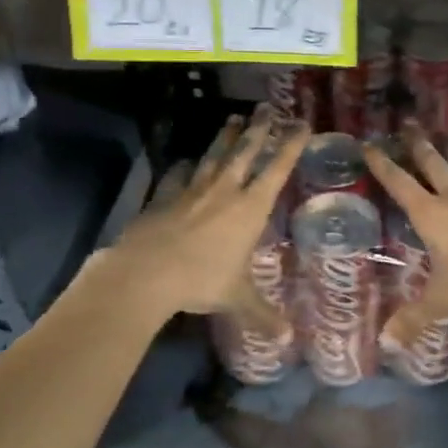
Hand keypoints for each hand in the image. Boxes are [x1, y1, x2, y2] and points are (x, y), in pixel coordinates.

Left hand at [109, 108, 305, 329]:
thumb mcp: (237, 299)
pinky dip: (186, 166)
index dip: (290, 145)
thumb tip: (287, 339)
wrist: (146, 272)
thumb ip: (263, 314)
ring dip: (225, 137)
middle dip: (258, 129)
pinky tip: (188, 161)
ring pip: (214, 156)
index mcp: (250, 208)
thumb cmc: (201, 281)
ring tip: (233, 119)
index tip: (301, 124)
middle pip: (245, 152)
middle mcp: (225, 191)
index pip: (276, 169)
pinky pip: (179, 175)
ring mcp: (193, 190)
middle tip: (266, 108)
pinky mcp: (165, 196)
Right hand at [362, 122, 447, 345]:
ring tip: (446, 136)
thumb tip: (386, 343)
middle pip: (431, 161)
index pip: (399, 182)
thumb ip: (413, 319)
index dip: (382, 164)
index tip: (369, 145)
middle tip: (406, 124)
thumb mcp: (443, 301)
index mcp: (431, 214)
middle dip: (416, 143)